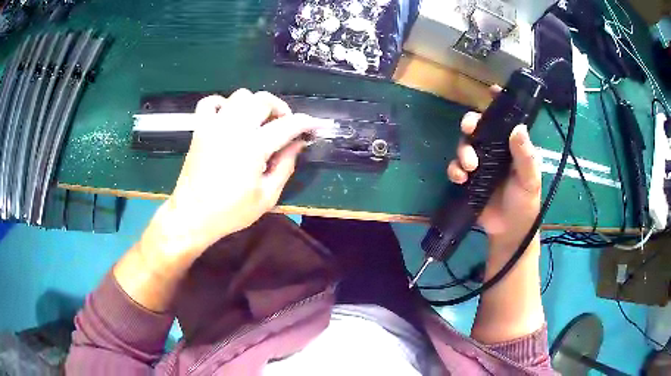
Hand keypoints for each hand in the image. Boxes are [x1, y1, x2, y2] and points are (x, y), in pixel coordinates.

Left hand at [140, 89, 316, 268]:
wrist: (192, 215)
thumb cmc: (231, 211)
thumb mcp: (267, 196)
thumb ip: (285, 166)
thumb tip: (297, 144)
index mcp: (254, 147)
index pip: (287, 125)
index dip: (305, 123)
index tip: (313, 125)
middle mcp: (234, 128)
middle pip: (263, 100)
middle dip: (280, 108)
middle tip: (284, 125)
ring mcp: (214, 125)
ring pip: (240, 96)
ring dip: (255, 104)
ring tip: (258, 122)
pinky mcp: (200, 129)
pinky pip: (210, 102)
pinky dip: (223, 104)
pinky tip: (229, 117)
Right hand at [447, 88, 540, 250]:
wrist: (510, 231)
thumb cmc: (525, 203)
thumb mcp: (529, 179)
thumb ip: (525, 156)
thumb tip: (518, 128)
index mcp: (511, 146)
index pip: (505, 119)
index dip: (497, 102)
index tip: (490, 90)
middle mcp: (495, 151)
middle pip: (478, 127)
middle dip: (471, 125)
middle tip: (470, 130)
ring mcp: (480, 165)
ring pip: (465, 145)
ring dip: (462, 151)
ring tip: (470, 166)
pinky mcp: (468, 180)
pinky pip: (456, 168)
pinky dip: (454, 170)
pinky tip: (461, 179)